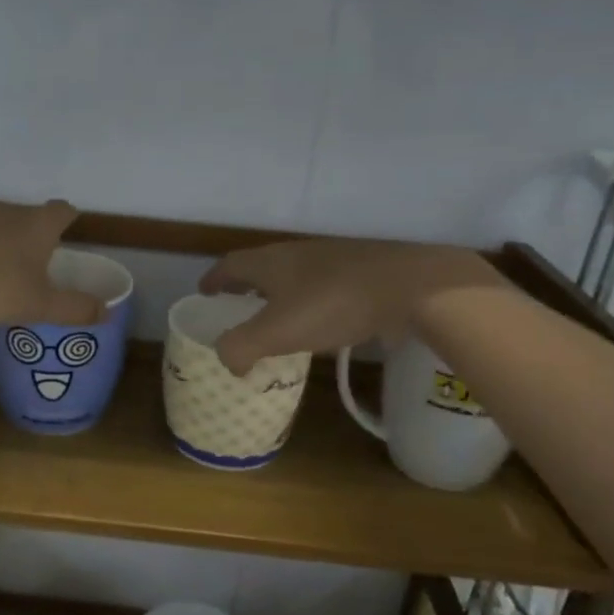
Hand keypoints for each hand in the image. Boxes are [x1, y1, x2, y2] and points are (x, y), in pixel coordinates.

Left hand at [0, 200, 103, 326]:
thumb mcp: (40, 305)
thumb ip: (75, 309)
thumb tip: (107, 312)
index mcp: (39, 225)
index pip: (63, 211)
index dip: (69, 220)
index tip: (69, 232)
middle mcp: (9, 211)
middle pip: (29, 215)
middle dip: (34, 234)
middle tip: (36, 261)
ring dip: (1, 240)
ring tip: (0, 268)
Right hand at [198, 239, 506, 375]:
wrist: (409, 285)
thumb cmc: (333, 304)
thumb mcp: (277, 331)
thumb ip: (241, 346)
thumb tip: (226, 359)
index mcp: (271, 263)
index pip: (231, 265)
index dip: (214, 280)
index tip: (204, 292)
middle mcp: (297, 255)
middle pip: (261, 266)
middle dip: (245, 285)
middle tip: (235, 305)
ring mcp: (332, 261)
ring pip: (293, 275)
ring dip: (278, 293)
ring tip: (275, 317)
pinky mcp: (362, 274)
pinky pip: (322, 287)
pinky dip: (309, 302)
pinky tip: (320, 322)